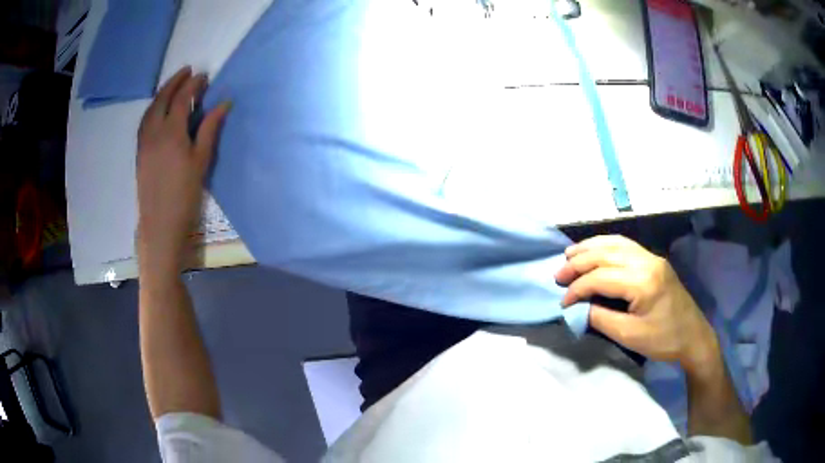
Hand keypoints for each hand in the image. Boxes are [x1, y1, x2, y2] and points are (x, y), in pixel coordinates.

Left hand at [137, 67, 230, 274]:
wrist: (160, 223)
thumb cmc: (184, 194)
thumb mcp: (201, 160)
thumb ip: (210, 128)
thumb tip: (223, 103)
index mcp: (171, 132)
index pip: (182, 98)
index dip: (193, 84)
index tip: (204, 76)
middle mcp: (154, 131)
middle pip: (162, 98)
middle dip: (175, 81)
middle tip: (188, 71)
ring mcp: (144, 142)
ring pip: (150, 109)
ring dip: (162, 93)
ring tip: (173, 86)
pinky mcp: (140, 152)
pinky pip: (144, 121)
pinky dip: (152, 108)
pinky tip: (158, 110)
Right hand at [555, 235, 717, 370]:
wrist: (693, 336)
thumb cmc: (663, 340)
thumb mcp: (629, 335)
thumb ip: (601, 318)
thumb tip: (579, 307)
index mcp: (643, 281)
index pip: (601, 277)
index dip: (577, 288)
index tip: (562, 302)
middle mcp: (647, 261)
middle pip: (606, 254)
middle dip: (579, 263)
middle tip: (558, 274)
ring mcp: (652, 258)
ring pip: (615, 243)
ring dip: (590, 248)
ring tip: (570, 255)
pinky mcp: (654, 261)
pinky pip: (626, 245)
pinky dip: (606, 246)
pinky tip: (595, 251)